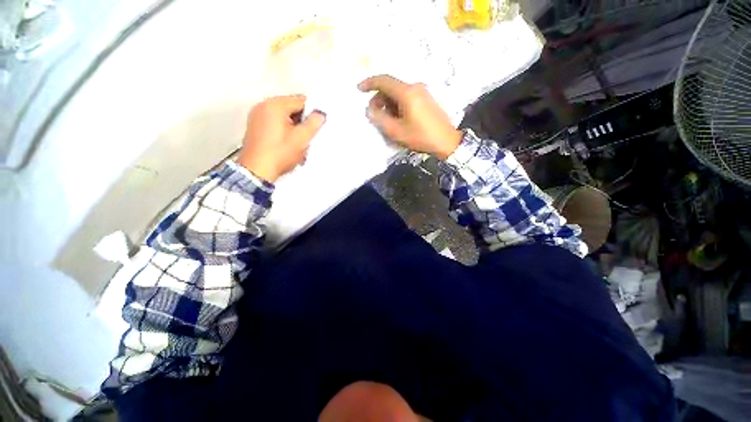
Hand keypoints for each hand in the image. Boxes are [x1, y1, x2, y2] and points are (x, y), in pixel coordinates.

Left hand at [238, 95, 325, 182]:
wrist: (257, 171)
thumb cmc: (278, 154)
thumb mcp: (302, 138)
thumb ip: (314, 124)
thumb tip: (320, 115)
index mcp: (274, 105)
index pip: (300, 101)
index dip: (312, 112)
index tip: (318, 124)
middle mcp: (263, 106)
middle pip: (291, 108)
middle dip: (302, 121)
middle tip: (308, 135)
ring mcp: (257, 116)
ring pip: (283, 116)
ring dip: (294, 127)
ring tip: (298, 142)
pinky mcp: (255, 127)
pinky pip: (275, 123)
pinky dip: (284, 131)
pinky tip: (288, 144)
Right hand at [358, 75, 461, 159]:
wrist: (446, 141)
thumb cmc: (420, 136)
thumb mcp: (396, 131)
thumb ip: (380, 119)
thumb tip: (369, 110)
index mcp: (407, 92)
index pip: (384, 80)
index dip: (369, 83)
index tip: (359, 89)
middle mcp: (415, 87)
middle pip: (391, 87)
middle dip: (379, 98)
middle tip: (374, 114)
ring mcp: (422, 92)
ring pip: (399, 93)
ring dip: (388, 103)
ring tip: (386, 120)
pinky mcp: (426, 99)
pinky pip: (407, 97)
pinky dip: (398, 105)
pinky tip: (397, 118)